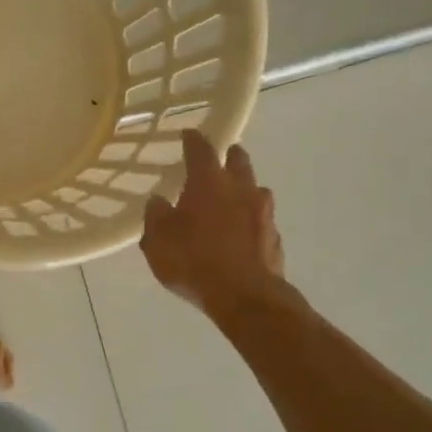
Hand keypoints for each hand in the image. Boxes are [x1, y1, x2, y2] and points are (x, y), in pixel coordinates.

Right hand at [141, 130, 289, 319]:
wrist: (246, 298)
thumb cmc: (194, 261)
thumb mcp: (157, 240)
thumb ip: (156, 216)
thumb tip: (159, 201)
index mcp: (209, 182)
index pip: (201, 148)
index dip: (193, 139)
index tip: (188, 134)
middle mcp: (240, 188)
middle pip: (238, 160)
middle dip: (228, 155)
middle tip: (218, 159)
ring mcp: (263, 213)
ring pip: (255, 189)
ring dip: (243, 189)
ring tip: (230, 200)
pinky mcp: (275, 238)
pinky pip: (261, 221)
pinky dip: (251, 221)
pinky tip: (241, 235)